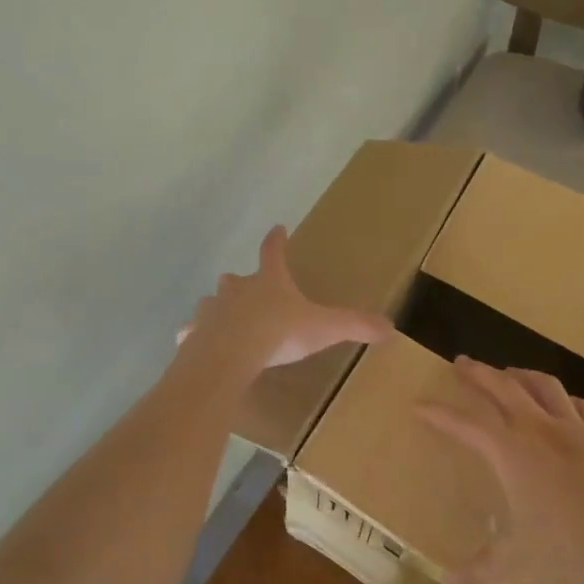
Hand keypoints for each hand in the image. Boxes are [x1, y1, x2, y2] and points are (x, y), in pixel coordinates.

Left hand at [178, 226, 392, 371]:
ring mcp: (212, 309)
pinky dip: (194, 335)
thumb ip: (355, 325)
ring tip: (224, 321)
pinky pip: (192, 331)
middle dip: (241, 282)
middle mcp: (236, 288)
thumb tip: (390, 326)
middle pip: (235, 278)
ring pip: (212, 302)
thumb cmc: (278, 333)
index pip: (273, 251)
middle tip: (246, 289)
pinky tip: (194, 343)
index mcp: (268, 281)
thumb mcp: (324, 328)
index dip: (277, 239)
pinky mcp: (194, 332)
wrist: (230, 355)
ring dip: (218, 308)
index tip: (278, 228)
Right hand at [418, 357, 583, 583]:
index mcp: (510, 451)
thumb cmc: (576, 547)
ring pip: (543, 387)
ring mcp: (577, 430)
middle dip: (479, 373)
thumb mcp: (520, 569)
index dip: (439, 414)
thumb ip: (481, 580)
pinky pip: (582, 407)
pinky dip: (566, 400)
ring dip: (522, 376)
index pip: (464, 425)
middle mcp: (538, 429)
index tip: (419, 404)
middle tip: (463, 363)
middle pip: (503, 387)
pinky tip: (566, 404)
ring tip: (511, 373)